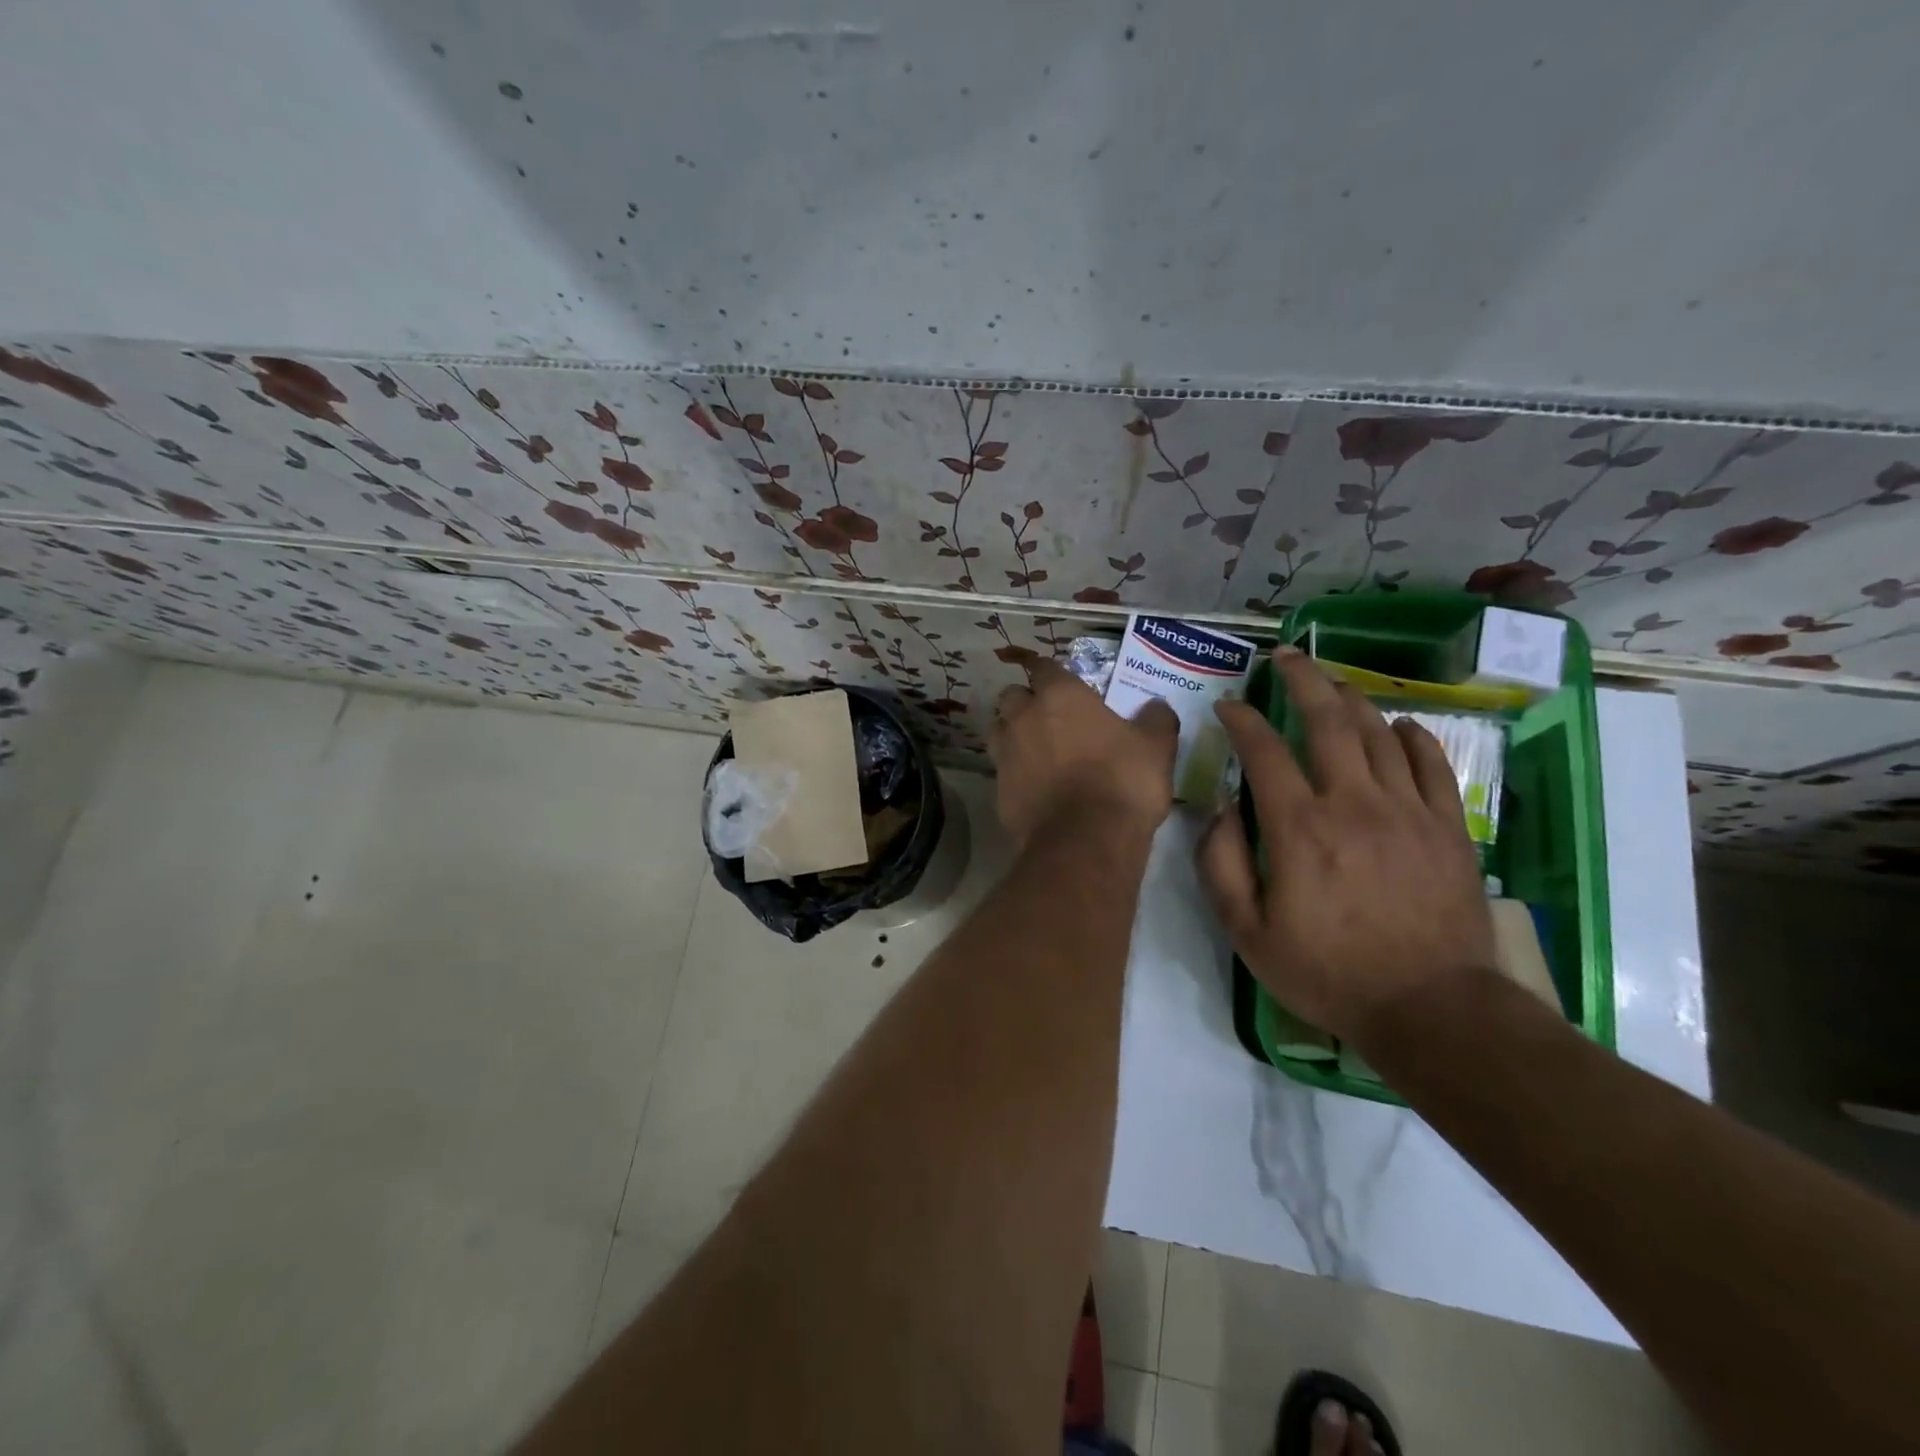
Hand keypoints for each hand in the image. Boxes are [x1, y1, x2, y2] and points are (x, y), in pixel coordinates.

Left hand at [989, 659, 1178, 847]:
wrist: (1085, 841)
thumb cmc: (1122, 781)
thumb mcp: (1156, 746)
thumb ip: (1155, 719)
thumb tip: (1155, 706)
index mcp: (1059, 696)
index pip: (1043, 666)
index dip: (1050, 672)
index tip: (1060, 681)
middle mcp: (1024, 718)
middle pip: (1012, 696)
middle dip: (1026, 701)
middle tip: (1049, 717)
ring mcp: (1005, 754)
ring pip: (998, 730)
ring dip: (1012, 733)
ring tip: (1035, 748)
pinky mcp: (998, 791)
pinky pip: (1002, 770)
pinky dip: (1014, 772)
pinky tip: (1034, 786)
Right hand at [1198, 647, 1495, 1047]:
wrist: (1431, 1009)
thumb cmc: (1328, 973)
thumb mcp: (1247, 932)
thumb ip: (1222, 864)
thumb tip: (1220, 810)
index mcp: (1299, 827)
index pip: (1264, 750)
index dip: (1242, 719)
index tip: (1228, 705)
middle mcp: (1353, 803)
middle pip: (1328, 720)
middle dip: (1302, 680)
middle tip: (1285, 657)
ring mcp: (1408, 811)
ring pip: (1378, 733)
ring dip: (1351, 699)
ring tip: (1332, 681)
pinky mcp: (1448, 827)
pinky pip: (1432, 765)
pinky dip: (1413, 737)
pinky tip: (1399, 725)